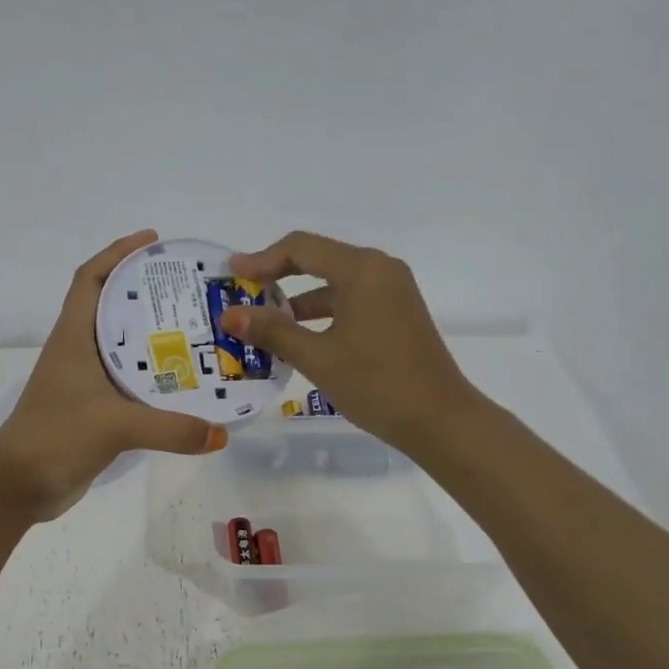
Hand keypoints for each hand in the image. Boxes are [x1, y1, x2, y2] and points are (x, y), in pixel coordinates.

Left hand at [0, 230, 228, 521]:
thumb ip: (171, 428)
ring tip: (200, 332)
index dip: (117, 253)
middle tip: (194, 291)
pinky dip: (155, 378)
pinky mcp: (95, 411)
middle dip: (149, 294)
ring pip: (125, 348)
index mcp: (74, 337)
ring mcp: (86, 383)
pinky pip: (130, 383)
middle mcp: (80, 352)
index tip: (153, 241)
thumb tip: (221, 433)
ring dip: (155, 338)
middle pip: (114, 308)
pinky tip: (185, 383)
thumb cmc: (55, 437)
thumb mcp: (115, 426)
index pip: (91, 279)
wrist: (19, 486)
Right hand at [221, 231, 479, 452]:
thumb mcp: (318, 358)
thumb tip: (229, 315)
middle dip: (277, 278)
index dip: (261, 260)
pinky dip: (322, 314)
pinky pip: (350, 302)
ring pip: (334, 284)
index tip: (231, 275)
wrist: (439, 420)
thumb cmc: (377, 384)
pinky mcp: (397, 314)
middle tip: (242, 296)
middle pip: (317, 260)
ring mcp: (392, 292)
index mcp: (362, 270)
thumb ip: (272, 332)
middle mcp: (380, 270)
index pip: (301, 248)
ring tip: (263, 324)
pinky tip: (299, 339)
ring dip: (298, 301)